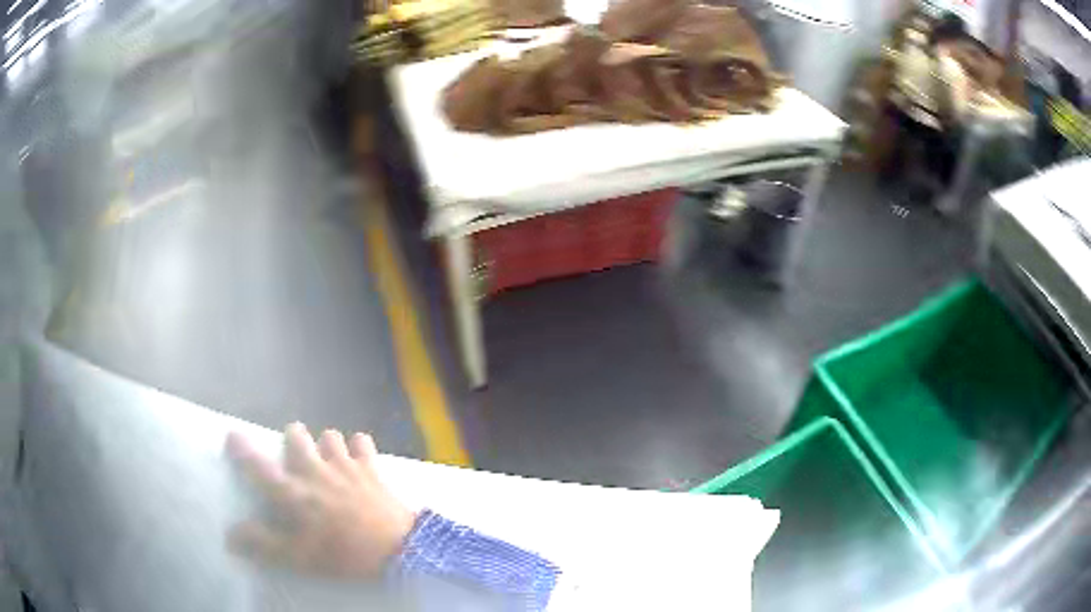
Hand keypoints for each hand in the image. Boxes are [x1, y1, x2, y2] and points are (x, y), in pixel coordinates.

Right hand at [225, 423, 416, 579]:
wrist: (398, 550)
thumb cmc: (343, 555)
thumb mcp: (298, 557)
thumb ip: (262, 544)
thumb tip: (229, 534)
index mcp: (293, 493)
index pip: (259, 466)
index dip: (242, 450)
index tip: (232, 436)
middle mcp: (316, 470)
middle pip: (295, 435)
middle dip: (291, 440)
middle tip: (295, 458)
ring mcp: (346, 464)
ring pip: (329, 435)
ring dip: (325, 445)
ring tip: (328, 462)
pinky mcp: (372, 467)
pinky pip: (362, 441)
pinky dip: (358, 447)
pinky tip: (359, 460)